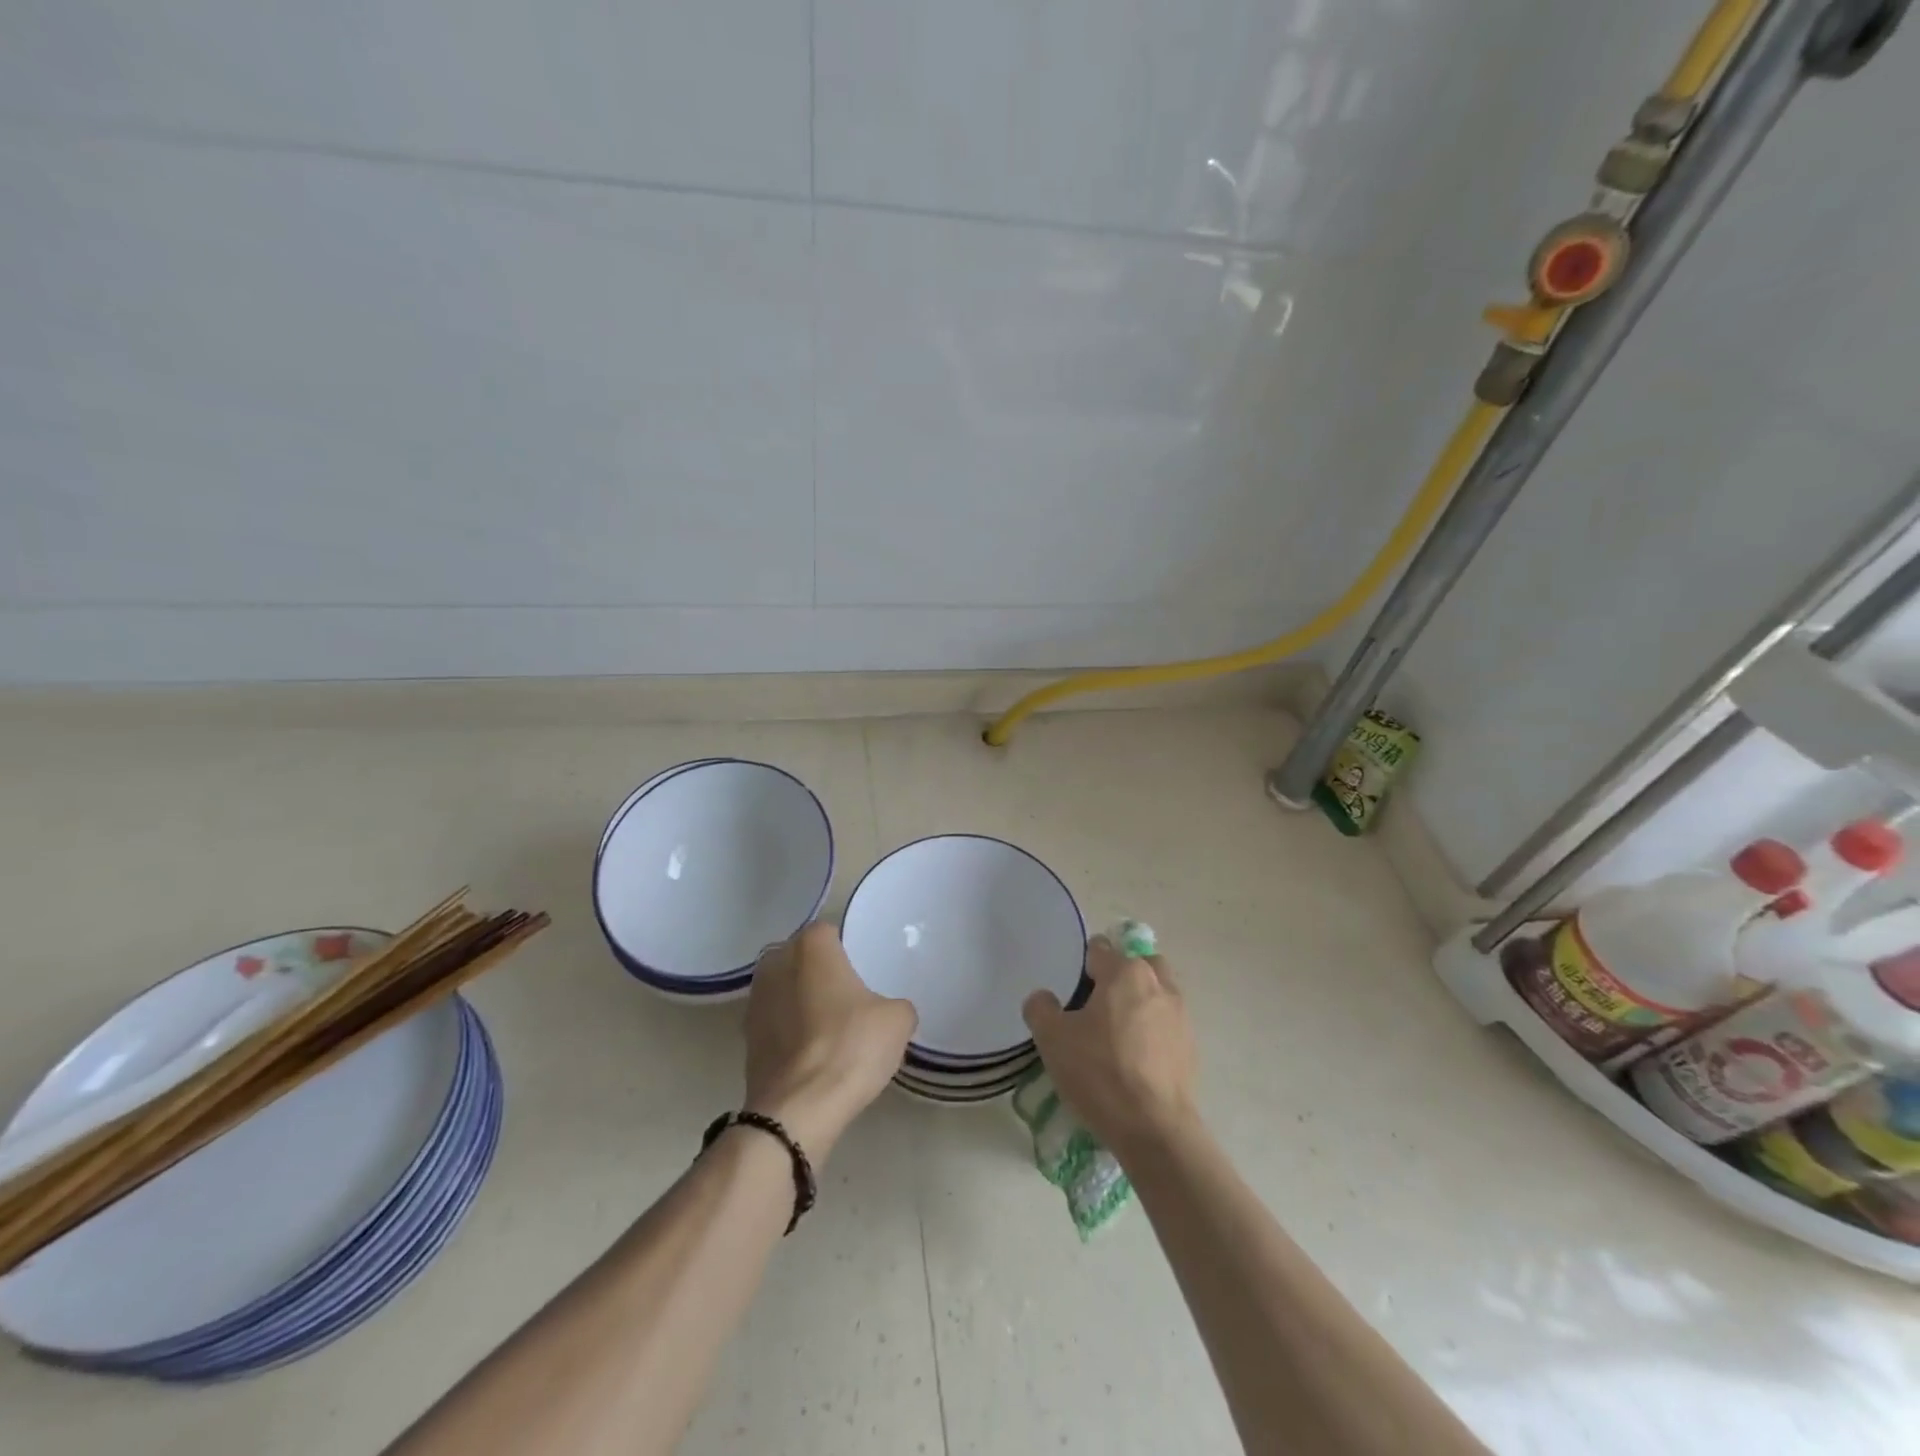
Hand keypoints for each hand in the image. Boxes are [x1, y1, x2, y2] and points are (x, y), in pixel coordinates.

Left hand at [743, 922, 916, 1162]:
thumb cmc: (850, 1047)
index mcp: (811, 946)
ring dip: (802, 1000)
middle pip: (802, 957)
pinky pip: (775, 1021)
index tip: (864, 970)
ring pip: (785, 988)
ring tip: (830, 1026)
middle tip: (849, 995)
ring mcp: (754, 1000)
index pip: (830, 931)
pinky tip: (812, 1051)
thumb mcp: (898, 1021)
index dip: (848, 948)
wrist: (798, 1110)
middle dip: (820, 971)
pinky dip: (790, 1030)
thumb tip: (889, 1013)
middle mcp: (775, 962)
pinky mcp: (745, 1037)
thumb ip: (896, 1004)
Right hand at [1023, 935, 1197, 1159]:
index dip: (1081, 967)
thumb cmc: (1100, 1072)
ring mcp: (1181, 1015)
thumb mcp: (1052, 1038)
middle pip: (1136, 964)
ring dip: (1138, 1002)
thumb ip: (1041, 1008)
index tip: (1071, 995)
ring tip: (1116, 1035)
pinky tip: (1135, 1060)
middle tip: (1096, 1008)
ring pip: (1156, 992)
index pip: (1100, 949)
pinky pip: (1166, 1023)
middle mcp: (1159, 983)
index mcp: (1126, 972)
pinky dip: (1152, 1030)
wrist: (1154, 1129)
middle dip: (1118, 977)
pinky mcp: (1191, 1046)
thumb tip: (1044, 998)